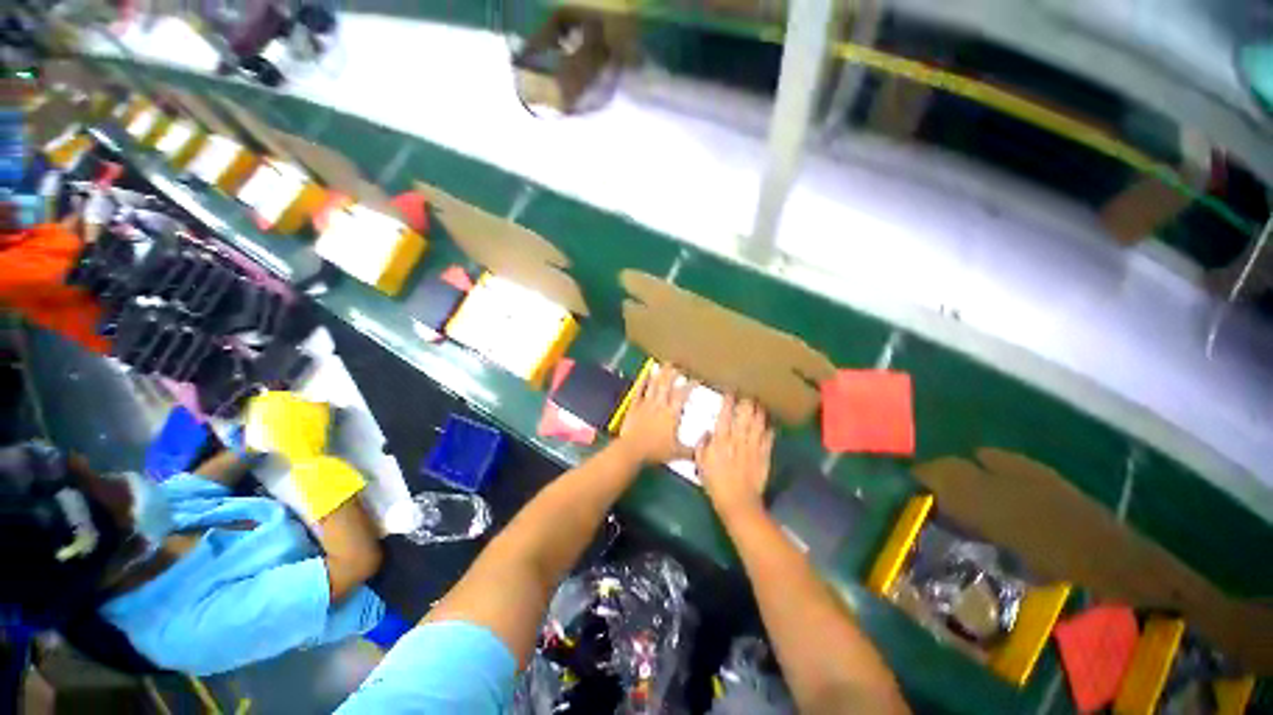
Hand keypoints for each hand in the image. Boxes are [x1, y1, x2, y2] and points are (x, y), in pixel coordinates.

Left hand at [617, 365, 693, 464]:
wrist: (632, 450)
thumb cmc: (655, 451)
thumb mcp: (677, 453)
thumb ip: (691, 451)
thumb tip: (704, 449)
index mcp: (672, 414)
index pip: (682, 395)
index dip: (690, 385)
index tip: (695, 380)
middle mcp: (660, 405)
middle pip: (667, 385)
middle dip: (673, 373)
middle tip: (677, 366)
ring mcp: (646, 404)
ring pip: (654, 385)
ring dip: (659, 374)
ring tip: (664, 365)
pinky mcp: (634, 406)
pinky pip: (638, 391)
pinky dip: (642, 381)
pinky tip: (644, 374)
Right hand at [697, 396, 773, 517]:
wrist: (738, 501)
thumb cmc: (715, 482)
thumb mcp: (701, 463)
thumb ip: (702, 446)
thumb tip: (707, 433)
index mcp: (721, 439)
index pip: (725, 414)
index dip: (728, 401)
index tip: (729, 391)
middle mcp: (738, 438)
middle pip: (744, 415)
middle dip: (746, 401)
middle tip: (748, 392)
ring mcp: (753, 446)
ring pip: (758, 423)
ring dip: (759, 411)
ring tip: (760, 403)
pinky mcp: (764, 455)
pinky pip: (768, 438)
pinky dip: (769, 429)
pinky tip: (770, 424)